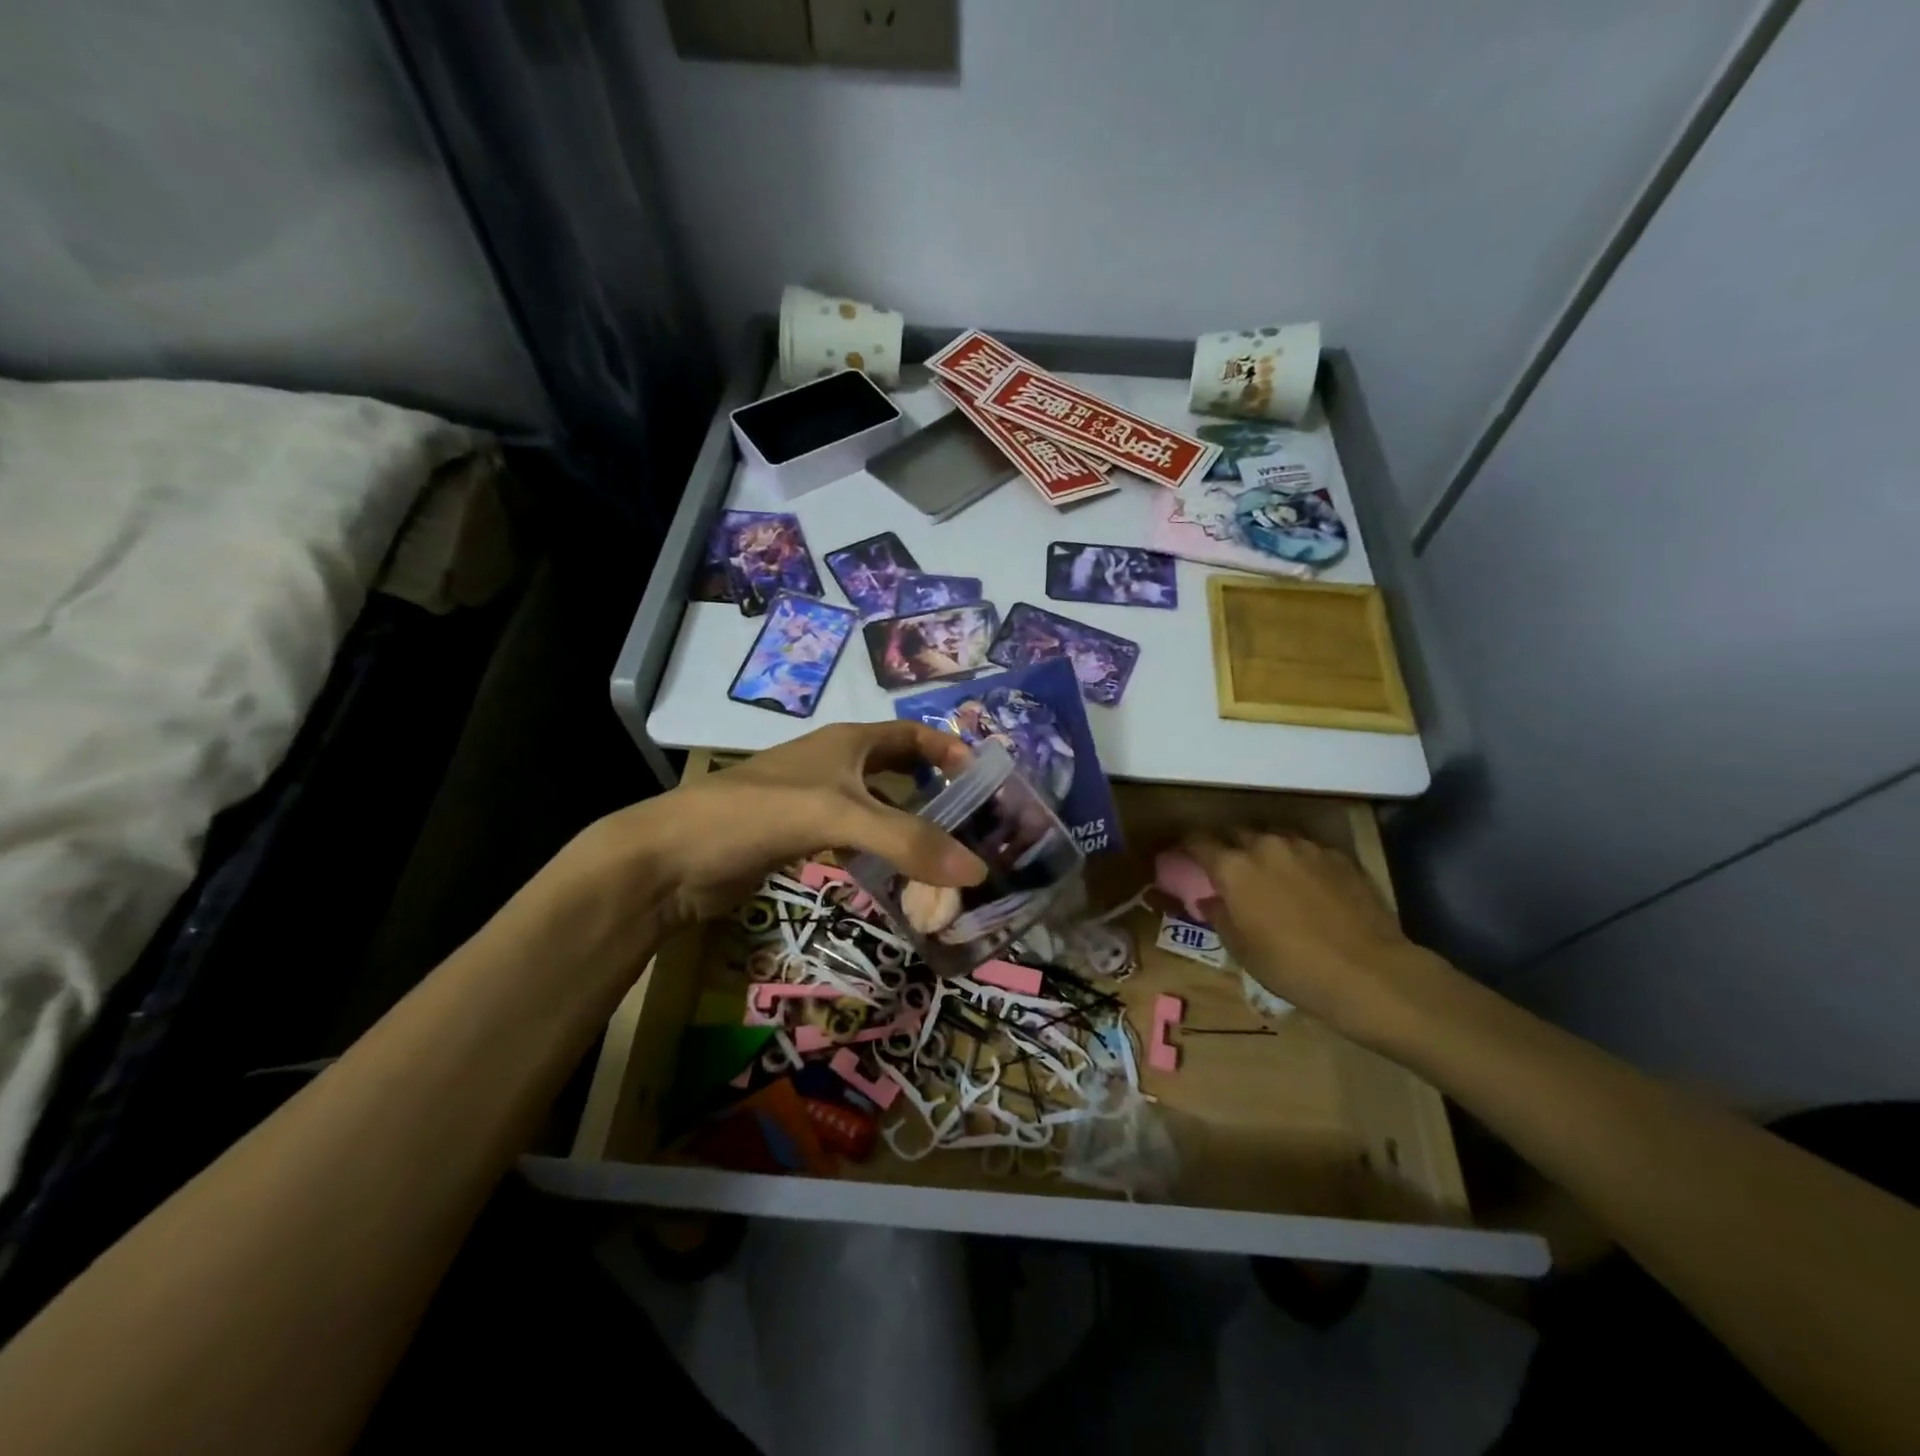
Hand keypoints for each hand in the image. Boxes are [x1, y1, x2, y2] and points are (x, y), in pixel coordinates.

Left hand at [592, 722, 987, 925]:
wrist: (674, 858)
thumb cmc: (756, 815)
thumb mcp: (838, 817)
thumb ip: (907, 841)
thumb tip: (979, 871)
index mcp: (847, 743)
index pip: (913, 734)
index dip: (950, 750)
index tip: (987, 781)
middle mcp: (836, 766)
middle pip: (901, 773)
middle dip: (938, 795)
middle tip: (975, 829)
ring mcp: (817, 803)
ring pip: (880, 812)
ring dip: (912, 832)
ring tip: (948, 862)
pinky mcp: (801, 838)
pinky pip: (857, 842)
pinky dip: (882, 857)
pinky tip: (900, 882)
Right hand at [1184, 831, 1453, 1047]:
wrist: (1368, 971)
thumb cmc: (1291, 966)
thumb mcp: (1241, 949)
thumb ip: (1219, 916)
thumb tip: (1210, 899)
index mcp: (1234, 868)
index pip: (1198, 841)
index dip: (1187, 845)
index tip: (1183, 853)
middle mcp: (1266, 846)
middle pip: (1236, 832)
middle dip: (1228, 845)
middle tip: (1229, 868)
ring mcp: (1306, 847)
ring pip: (1274, 837)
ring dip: (1265, 850)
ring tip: (1271, 873)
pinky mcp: (1339, 855)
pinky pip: (1307, 849)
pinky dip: (1299, 860)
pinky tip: (1308, 884)